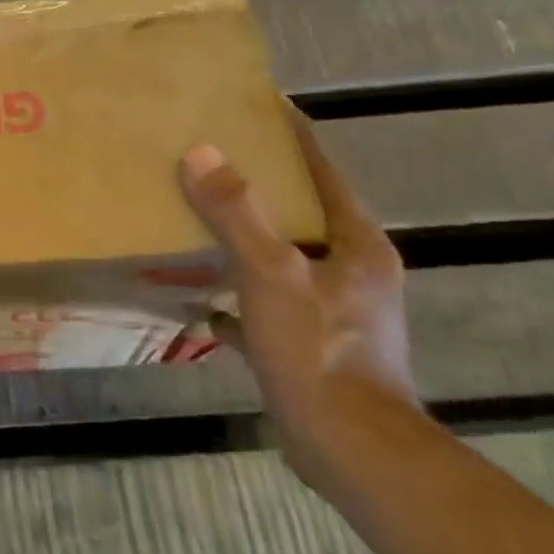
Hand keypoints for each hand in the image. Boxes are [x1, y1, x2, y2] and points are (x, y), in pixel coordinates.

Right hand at [177, 109, 417, 483]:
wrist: (350, 449)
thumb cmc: (318, 351)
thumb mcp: (272, 274)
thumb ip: (237, 213)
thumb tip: (201, 152)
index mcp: (355, 243)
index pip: (322, 170)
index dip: (291, 134)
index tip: (257, 103)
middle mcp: (350, 270)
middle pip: (301, 210)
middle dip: (260, 183)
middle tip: (211, 156)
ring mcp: (332, 309)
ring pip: (282, 256)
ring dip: (245, 237)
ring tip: (198, 216)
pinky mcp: (310, 344)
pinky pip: (266, 303)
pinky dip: (237, 295)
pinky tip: (202, 299)